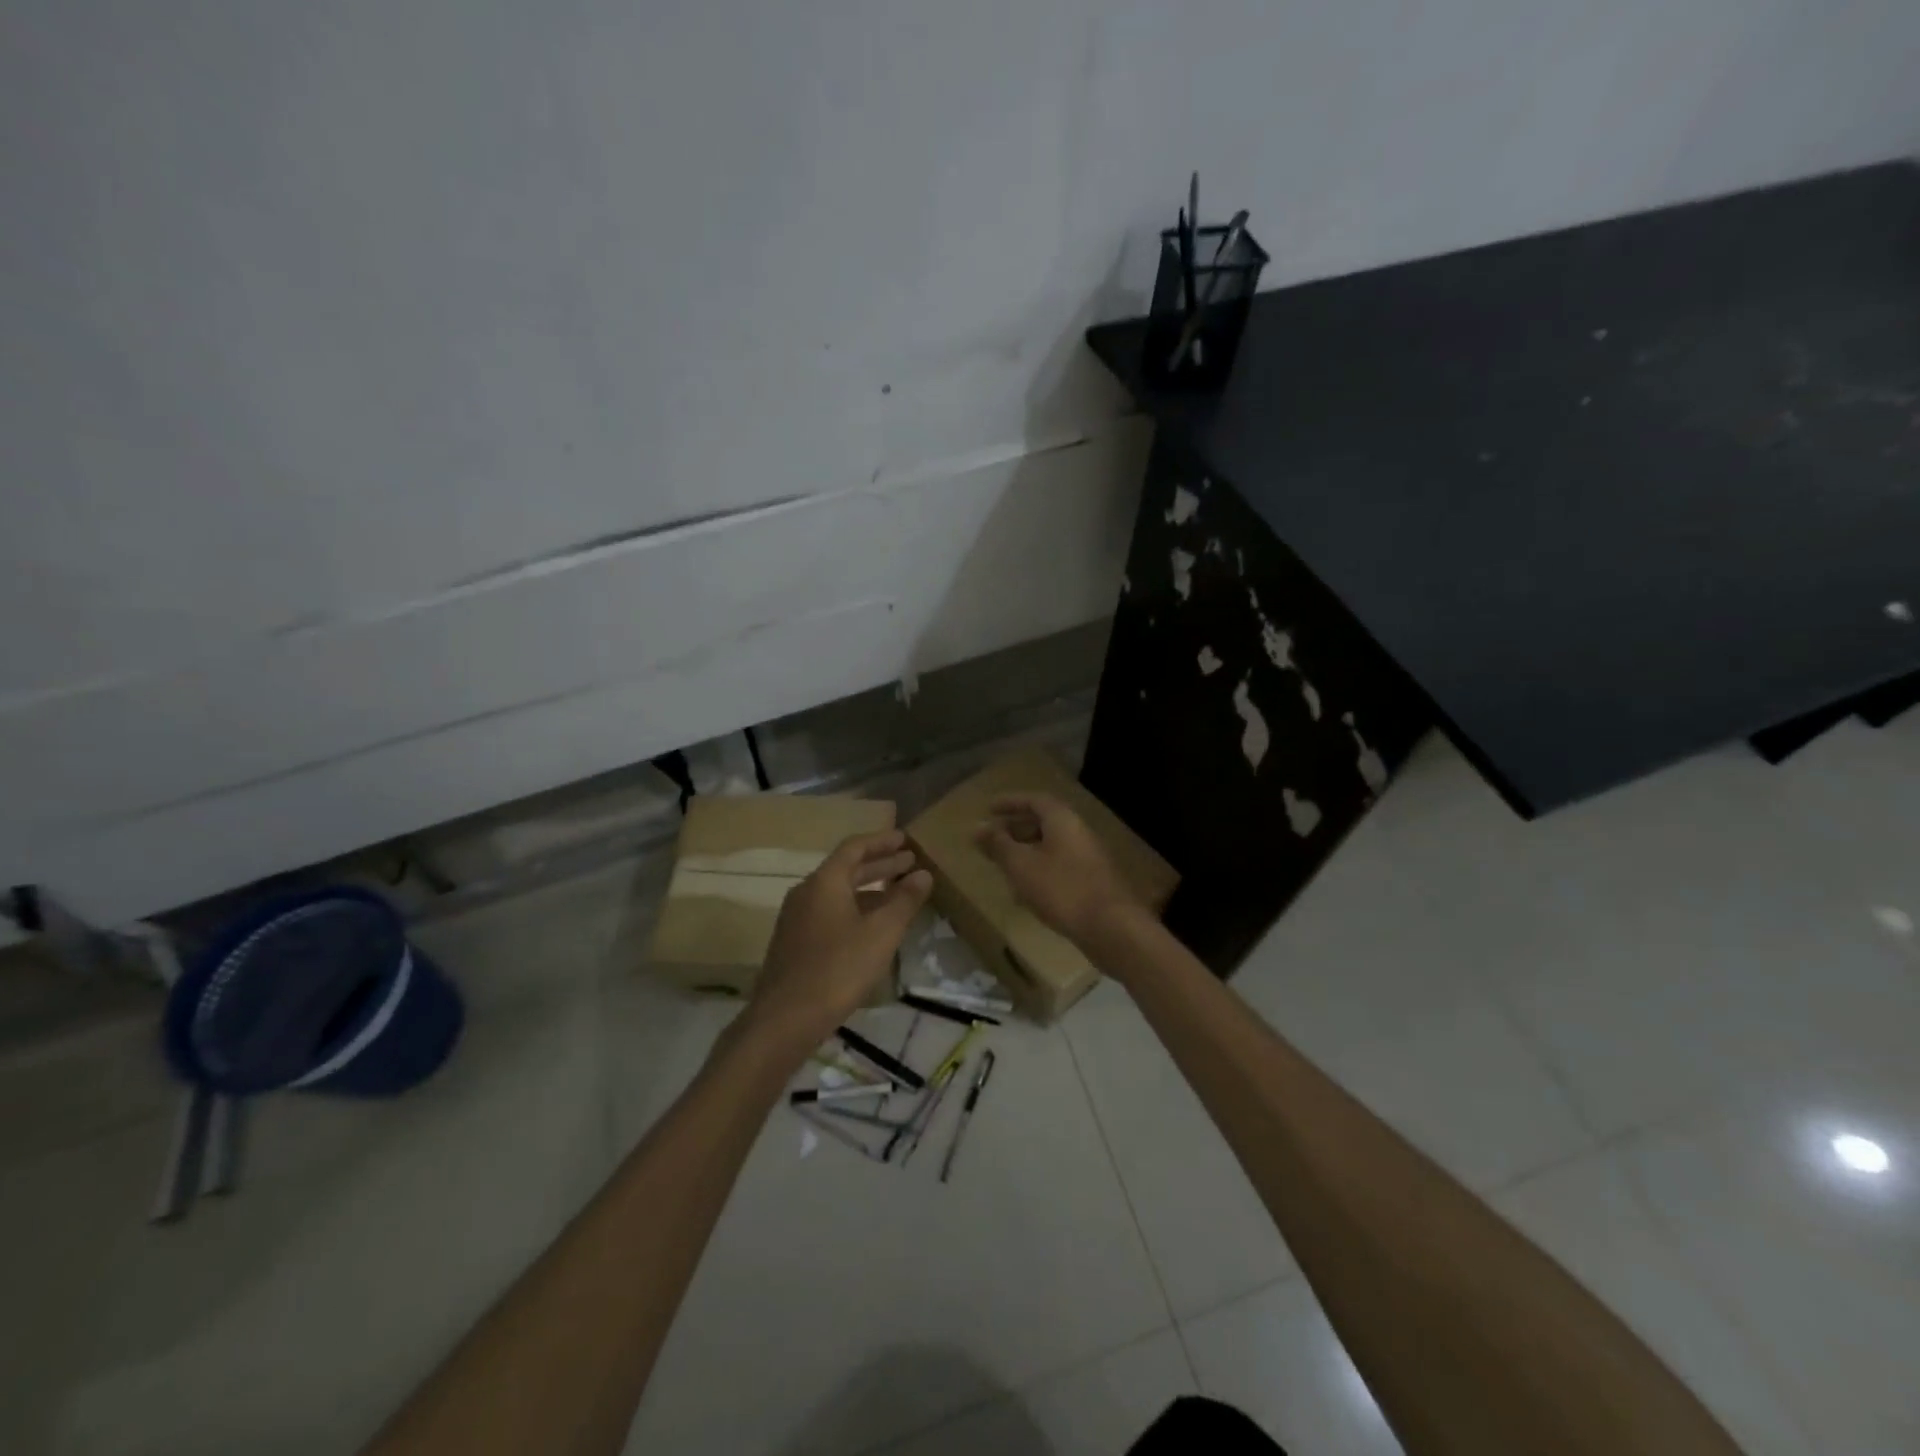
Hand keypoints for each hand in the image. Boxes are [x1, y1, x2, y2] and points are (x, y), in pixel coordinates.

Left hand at [741, 830, 931, 1050]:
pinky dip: (855, 909)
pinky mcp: (795, 942)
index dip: (882, 841)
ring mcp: (797, 918)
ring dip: (869, 889)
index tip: (906, 839)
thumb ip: (904, 901)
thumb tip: (923, 874)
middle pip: (846, 869)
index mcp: (825, 881)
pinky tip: (872, 927)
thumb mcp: (880, 934)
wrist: (784, 1019)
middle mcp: (807, 892)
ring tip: (899, 894)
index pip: (855, 847)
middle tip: (910, 863)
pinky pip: (830, 912)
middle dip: (880, 865)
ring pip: (838, 893)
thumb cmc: (837, 969)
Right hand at [976, 794, 1142, 948]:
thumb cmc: (1061, 889)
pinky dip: (1039, 871)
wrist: (1111, 928)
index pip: (1034, 800)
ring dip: (1026, 852)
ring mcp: (1088, 858)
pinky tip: (1026, 894)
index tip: (989, 809)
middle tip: (992, 839)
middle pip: (1044, 823)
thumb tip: (978, 827)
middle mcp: (1078, 833)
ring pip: (1051, 847)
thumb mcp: (1021, 865)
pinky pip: (1060, 867)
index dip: (1010, 802)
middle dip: (1016, 829)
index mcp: (1063, 820)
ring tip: (1004, 866)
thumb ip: (998, 844)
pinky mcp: (1092, 883)